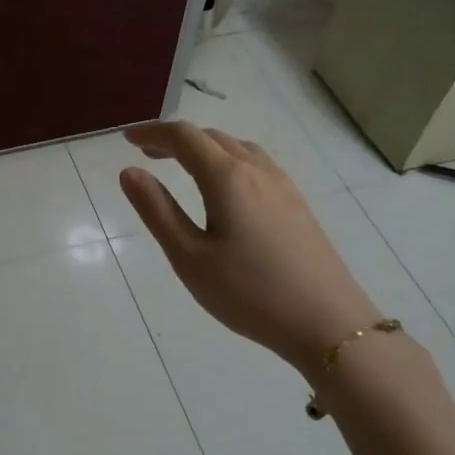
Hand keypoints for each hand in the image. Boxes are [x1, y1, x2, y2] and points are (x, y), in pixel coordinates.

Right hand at [119, 122, 380, 374]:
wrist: (327, 322)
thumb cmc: (248, 292)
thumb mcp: (189, 256)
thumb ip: (157, 210)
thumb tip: (129, 171)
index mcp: (227, 178)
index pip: (184, 137)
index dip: (152, 132)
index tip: (127, 139)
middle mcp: (256, 171)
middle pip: (211, 137)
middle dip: (176, 139)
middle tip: (147, 153)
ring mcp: (282, 186)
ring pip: (237, 148)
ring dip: (204, 148)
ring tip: (181, 166)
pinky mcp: (296, 204)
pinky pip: (256, 164)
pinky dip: (228, 160)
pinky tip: (224, 187)